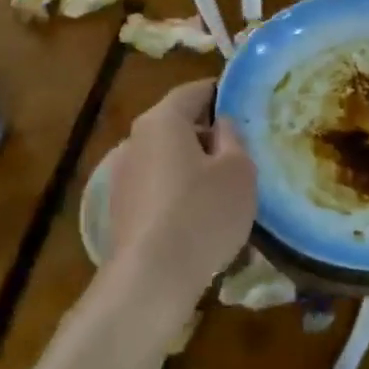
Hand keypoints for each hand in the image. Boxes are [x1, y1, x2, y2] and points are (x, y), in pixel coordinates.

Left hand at [104, 80, 256, 308]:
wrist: (152, 277)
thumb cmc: (203, 212)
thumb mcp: (238, 169)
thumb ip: (233, 137)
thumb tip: (220, 125)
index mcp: (163, 120)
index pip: (194, 91)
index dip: (222, 92)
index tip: (246, 103)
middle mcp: (135, 140)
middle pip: (178, 125)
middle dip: (209, 134)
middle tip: (243, 150)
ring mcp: (123, 176)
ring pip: (168, 158)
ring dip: (194, 165)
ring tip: (225, 187)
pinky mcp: (122, 209)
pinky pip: (158, 187)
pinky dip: (180, 191)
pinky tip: (201, 216)